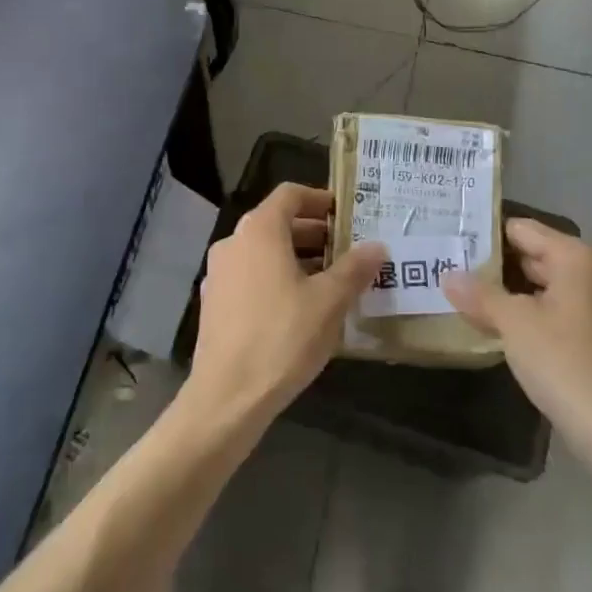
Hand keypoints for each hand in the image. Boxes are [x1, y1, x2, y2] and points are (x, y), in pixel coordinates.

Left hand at [184, 183, 384, 427]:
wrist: (228, 395)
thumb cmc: (283, 337)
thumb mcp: (329, 301)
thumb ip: (355, 268)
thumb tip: (377, 247)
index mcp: (259, 231)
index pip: (290, 195)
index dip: (321, 199)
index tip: (348, 215)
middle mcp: (233, 243)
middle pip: (277, 223)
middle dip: (315, 233)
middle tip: (349, 250)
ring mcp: (219, 274)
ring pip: (264, 252)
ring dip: (298, 258)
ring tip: (333, 280)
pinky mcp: (215, 304)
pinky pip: (251, 276)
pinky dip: (277, 278)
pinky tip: (302, 307)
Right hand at [444, 219, 591, 453]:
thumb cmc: (564, 362)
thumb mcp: (514, 323)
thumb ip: (480, 294)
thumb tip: (448, 275)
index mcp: (575, 257)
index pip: (521, 229)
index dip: (484, 234)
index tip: (448, 239)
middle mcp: (589, 273)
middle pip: (531, 255)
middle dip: (491, 265)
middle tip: (445, 267)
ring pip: (539, 286)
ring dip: (504, 292)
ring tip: (459, 295)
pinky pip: (549, 311)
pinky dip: (522, 314)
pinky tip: (491, 326)